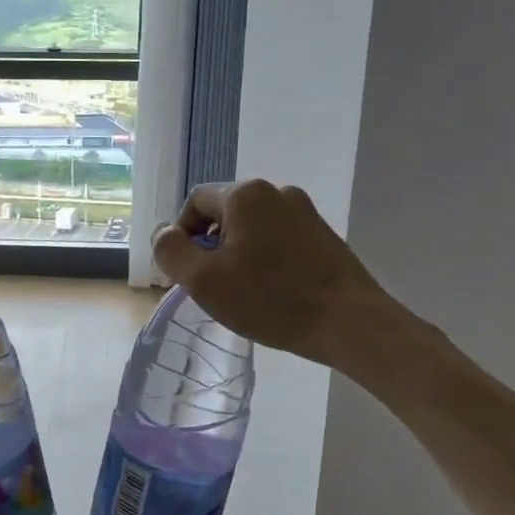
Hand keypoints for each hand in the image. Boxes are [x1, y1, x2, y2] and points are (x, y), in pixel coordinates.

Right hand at [151, 180, 392, 368]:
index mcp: (245, 195)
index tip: (188, 273)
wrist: (350, 322)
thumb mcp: (204, 281)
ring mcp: (306, 212)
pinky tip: (273, 291)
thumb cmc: (271, 300)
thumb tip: (164, 233)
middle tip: (213, 286)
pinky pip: (279, 239)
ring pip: (253, 228)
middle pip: (225, 213)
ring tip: (244, 292)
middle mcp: (277, 192)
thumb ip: (172, 251)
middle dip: (211, 246)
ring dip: (238, 254)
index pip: (195, 203)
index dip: (182, 236)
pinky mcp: (324, 235)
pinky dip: (266, 259)